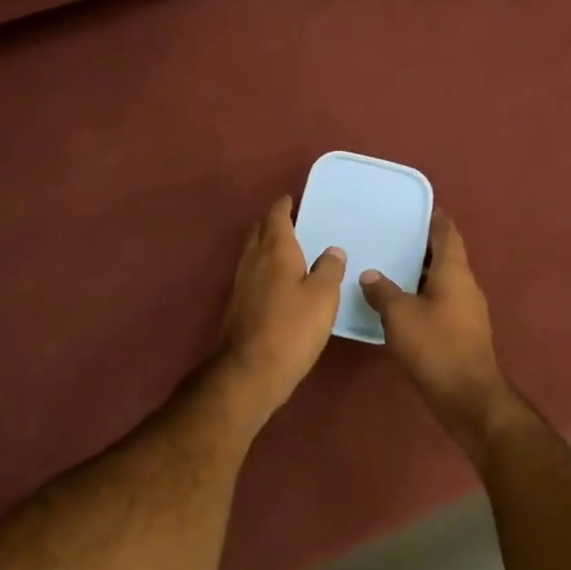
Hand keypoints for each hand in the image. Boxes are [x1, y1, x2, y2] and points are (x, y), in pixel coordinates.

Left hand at [216, 195, 345, 417]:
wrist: (250, 370)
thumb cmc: (292, 328)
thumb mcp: (323, 297)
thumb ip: (330, 269)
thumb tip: (332, 250)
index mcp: (275, 250)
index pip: (277, 216)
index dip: (284, 205)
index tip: (293, 199)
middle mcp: (253, 260)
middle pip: (259, 231)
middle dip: (273, 222)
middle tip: (292, 221)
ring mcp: (241, 283)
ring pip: (253, 253)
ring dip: (267, 245)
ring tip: (288, 249)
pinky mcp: (238, 305)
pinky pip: (252, 274)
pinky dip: (264, 268)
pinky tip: (279, 282)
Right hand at [360, 212, 513, 448]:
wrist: (467, 397)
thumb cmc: (435, 346)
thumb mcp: (399, 315)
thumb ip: (383, 290)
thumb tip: (370, 275)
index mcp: (454, 272)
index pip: (447, 233)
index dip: (434, 219)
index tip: (415, 210)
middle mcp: (466, 286)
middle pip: (446, 257)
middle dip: (422, 247)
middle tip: (392, 238)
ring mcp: (467, 310)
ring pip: (443, 282)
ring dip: (421, 274)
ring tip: (390, 268)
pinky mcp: (462, 332)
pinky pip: (441, 303)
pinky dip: (423, 296)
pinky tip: (400, 305)